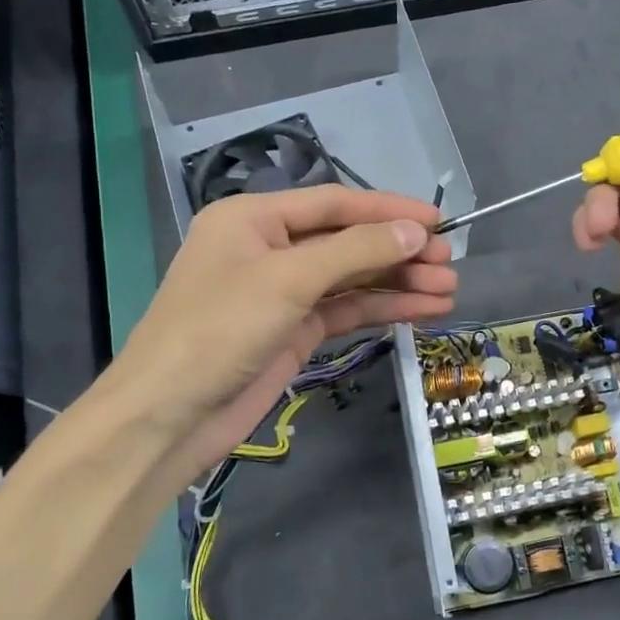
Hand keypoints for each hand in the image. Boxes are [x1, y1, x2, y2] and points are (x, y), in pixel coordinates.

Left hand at [114, 186, 456, 484]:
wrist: (169, 415)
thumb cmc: (219, 330)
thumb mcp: (288, 280)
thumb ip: (355, 251)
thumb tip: (415, 232)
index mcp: (254, 219)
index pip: (334, 204)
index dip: (388, 210)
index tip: (438, 221)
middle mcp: (270, 249)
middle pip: (347, 241)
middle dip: (399, 251)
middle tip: (450, 262)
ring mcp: (283, 293)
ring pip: (352, 279)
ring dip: (398, 283)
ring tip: (448, 290)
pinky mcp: (294, 331)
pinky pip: (346, 311)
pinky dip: (382, 309)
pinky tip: (422, 310)